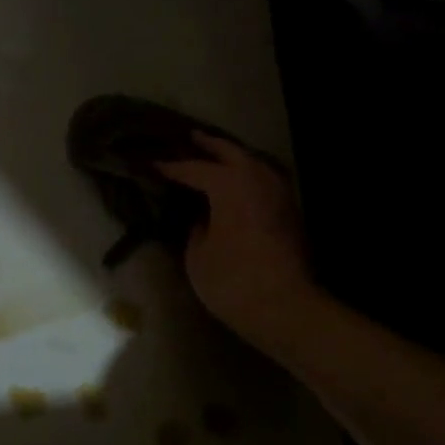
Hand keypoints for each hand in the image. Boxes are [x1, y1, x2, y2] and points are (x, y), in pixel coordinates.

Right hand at [156, 133, 316, 348]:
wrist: (284, 307)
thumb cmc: (232, 280)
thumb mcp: (197, 255)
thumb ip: (196, 228)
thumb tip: (202, 217)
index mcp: (229, 184)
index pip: (194, 169)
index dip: (172, 168)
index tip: (153, 165)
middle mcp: (257, 179)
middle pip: (231, 152)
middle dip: (209, 145)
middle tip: (191, 137)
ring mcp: (279, 193)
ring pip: (254, 163)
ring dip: (234, 157)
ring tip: (217, 157)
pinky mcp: (290, 212)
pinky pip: (265, 180)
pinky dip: (250, 175)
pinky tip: (240, 182)